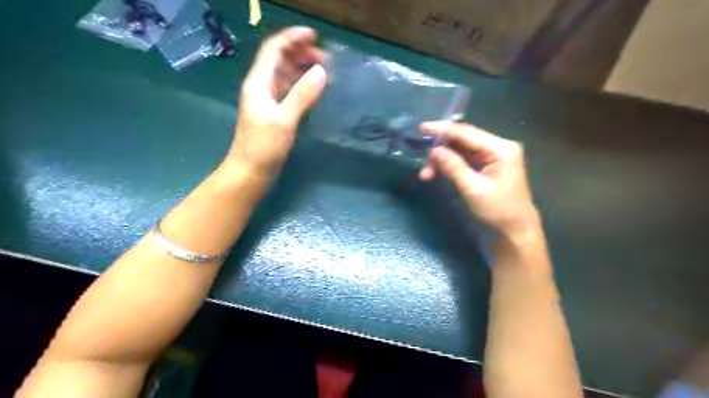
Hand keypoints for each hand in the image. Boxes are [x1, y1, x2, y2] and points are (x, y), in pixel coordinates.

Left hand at [231, 27, 325, 174]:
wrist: (250, 172)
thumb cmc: (263, 147)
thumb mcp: (284, 120)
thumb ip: (302, 95)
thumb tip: (321, 72)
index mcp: (259, 83)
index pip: (274, 50)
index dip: (293, 39)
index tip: (315, 37)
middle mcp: (261, 87)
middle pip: (280, 60)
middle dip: (301, 53)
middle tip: (326, 58)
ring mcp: (268, 100)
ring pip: (285, 75)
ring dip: (302, 68)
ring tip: (324, 70)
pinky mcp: (274, 113)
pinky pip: (288, 91)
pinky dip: (301, 85)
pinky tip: (314, 89)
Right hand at [420, 121, 537, 236]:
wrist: (516, 230)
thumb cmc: (498, 210)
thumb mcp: (473, 189)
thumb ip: (454, 167)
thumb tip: (434, 150)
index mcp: (500, 148)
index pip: (466, 133)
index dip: (442, 130)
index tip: (421, 128)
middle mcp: (498, 146)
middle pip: (463, 140)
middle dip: (440, 149)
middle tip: (423, 162)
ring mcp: (493, 156)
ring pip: (461, 150)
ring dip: (443, 160)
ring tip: (426, 174)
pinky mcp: (488, 165)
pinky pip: (465, 159)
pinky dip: (450, 165)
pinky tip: (436, 174)